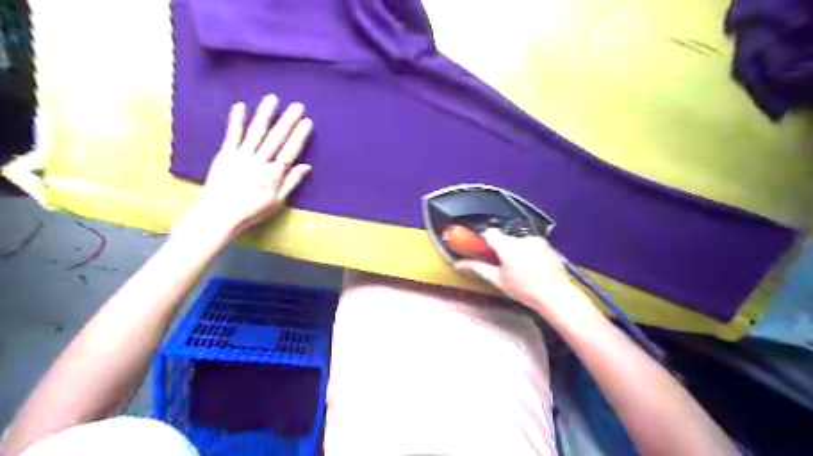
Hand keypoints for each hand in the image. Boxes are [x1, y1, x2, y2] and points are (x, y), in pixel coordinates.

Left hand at [184, 93, 312, 239]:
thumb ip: (291, 182)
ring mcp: (241, 157)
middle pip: (276, 139)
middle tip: (297, 106)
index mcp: (273, 174)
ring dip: (265, 115)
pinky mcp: (225, 155)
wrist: (219, 214)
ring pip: (256, 133)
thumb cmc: (251, 210)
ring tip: (272, 99)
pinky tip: (241, 106)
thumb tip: (306, 166)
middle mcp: (259, 162)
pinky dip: (237, 121)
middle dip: (287, 121)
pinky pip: (232, 136)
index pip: (289, 152)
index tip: (306, 122)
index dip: (299, 136)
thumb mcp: (277, 201)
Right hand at [457, 229, 591, 318]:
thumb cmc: (525, 290)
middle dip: (502, 247)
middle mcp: (521, 238)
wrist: (555, 295)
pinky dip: (529, 251)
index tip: (483, 247)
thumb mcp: (498, 280)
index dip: (485, 239)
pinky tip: (532, 266)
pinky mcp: (547, 244)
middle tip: (503, 264)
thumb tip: (461, 263)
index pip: (490, 232)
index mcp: (507, 246)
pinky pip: (532, 243)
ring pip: (519, 240)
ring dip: (516, 249)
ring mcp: (536, 240)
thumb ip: (478, 268)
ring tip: (520, 268)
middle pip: (505, 237)